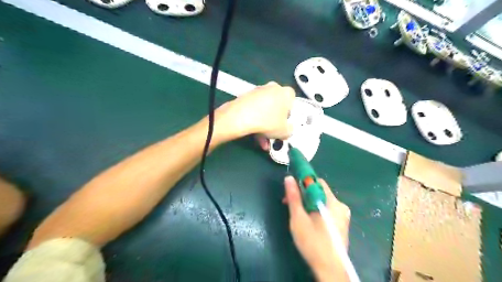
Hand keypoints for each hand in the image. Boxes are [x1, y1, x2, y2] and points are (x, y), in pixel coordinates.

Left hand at [215, 80, 294, 139]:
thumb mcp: (285, 132)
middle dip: (274, 122)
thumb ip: (289, 130)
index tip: (284, 124)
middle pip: (276, 106)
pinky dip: (255, 121)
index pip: (292, 101)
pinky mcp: (245, 96)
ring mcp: (257, 91)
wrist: (241, 117)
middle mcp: (273, 88)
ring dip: (264, 125)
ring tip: (262, 140)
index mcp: (286, 92)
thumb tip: (287, 130)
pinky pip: (254, 110)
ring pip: (264, 110)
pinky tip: (253, 134)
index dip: (289, 114)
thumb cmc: (268, 122)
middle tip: (273, 134)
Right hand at [284, 176, 349, 280]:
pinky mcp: (341, 224)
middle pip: (319, 192)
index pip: (317, 182)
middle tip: (288, 202)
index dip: (302, 181)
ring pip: (322, 201)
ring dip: (307, 203)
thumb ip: (294, 197)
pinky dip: (315, 210)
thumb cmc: (313, 243)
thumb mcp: (299, 218)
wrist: (330, 270)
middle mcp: (340, 206)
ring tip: (296, 213)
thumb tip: (289, 178)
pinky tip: (307, 220)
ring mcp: (342, 216)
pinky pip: (326, 210)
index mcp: (332, 202)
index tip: (290, 188)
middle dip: (302, 194)